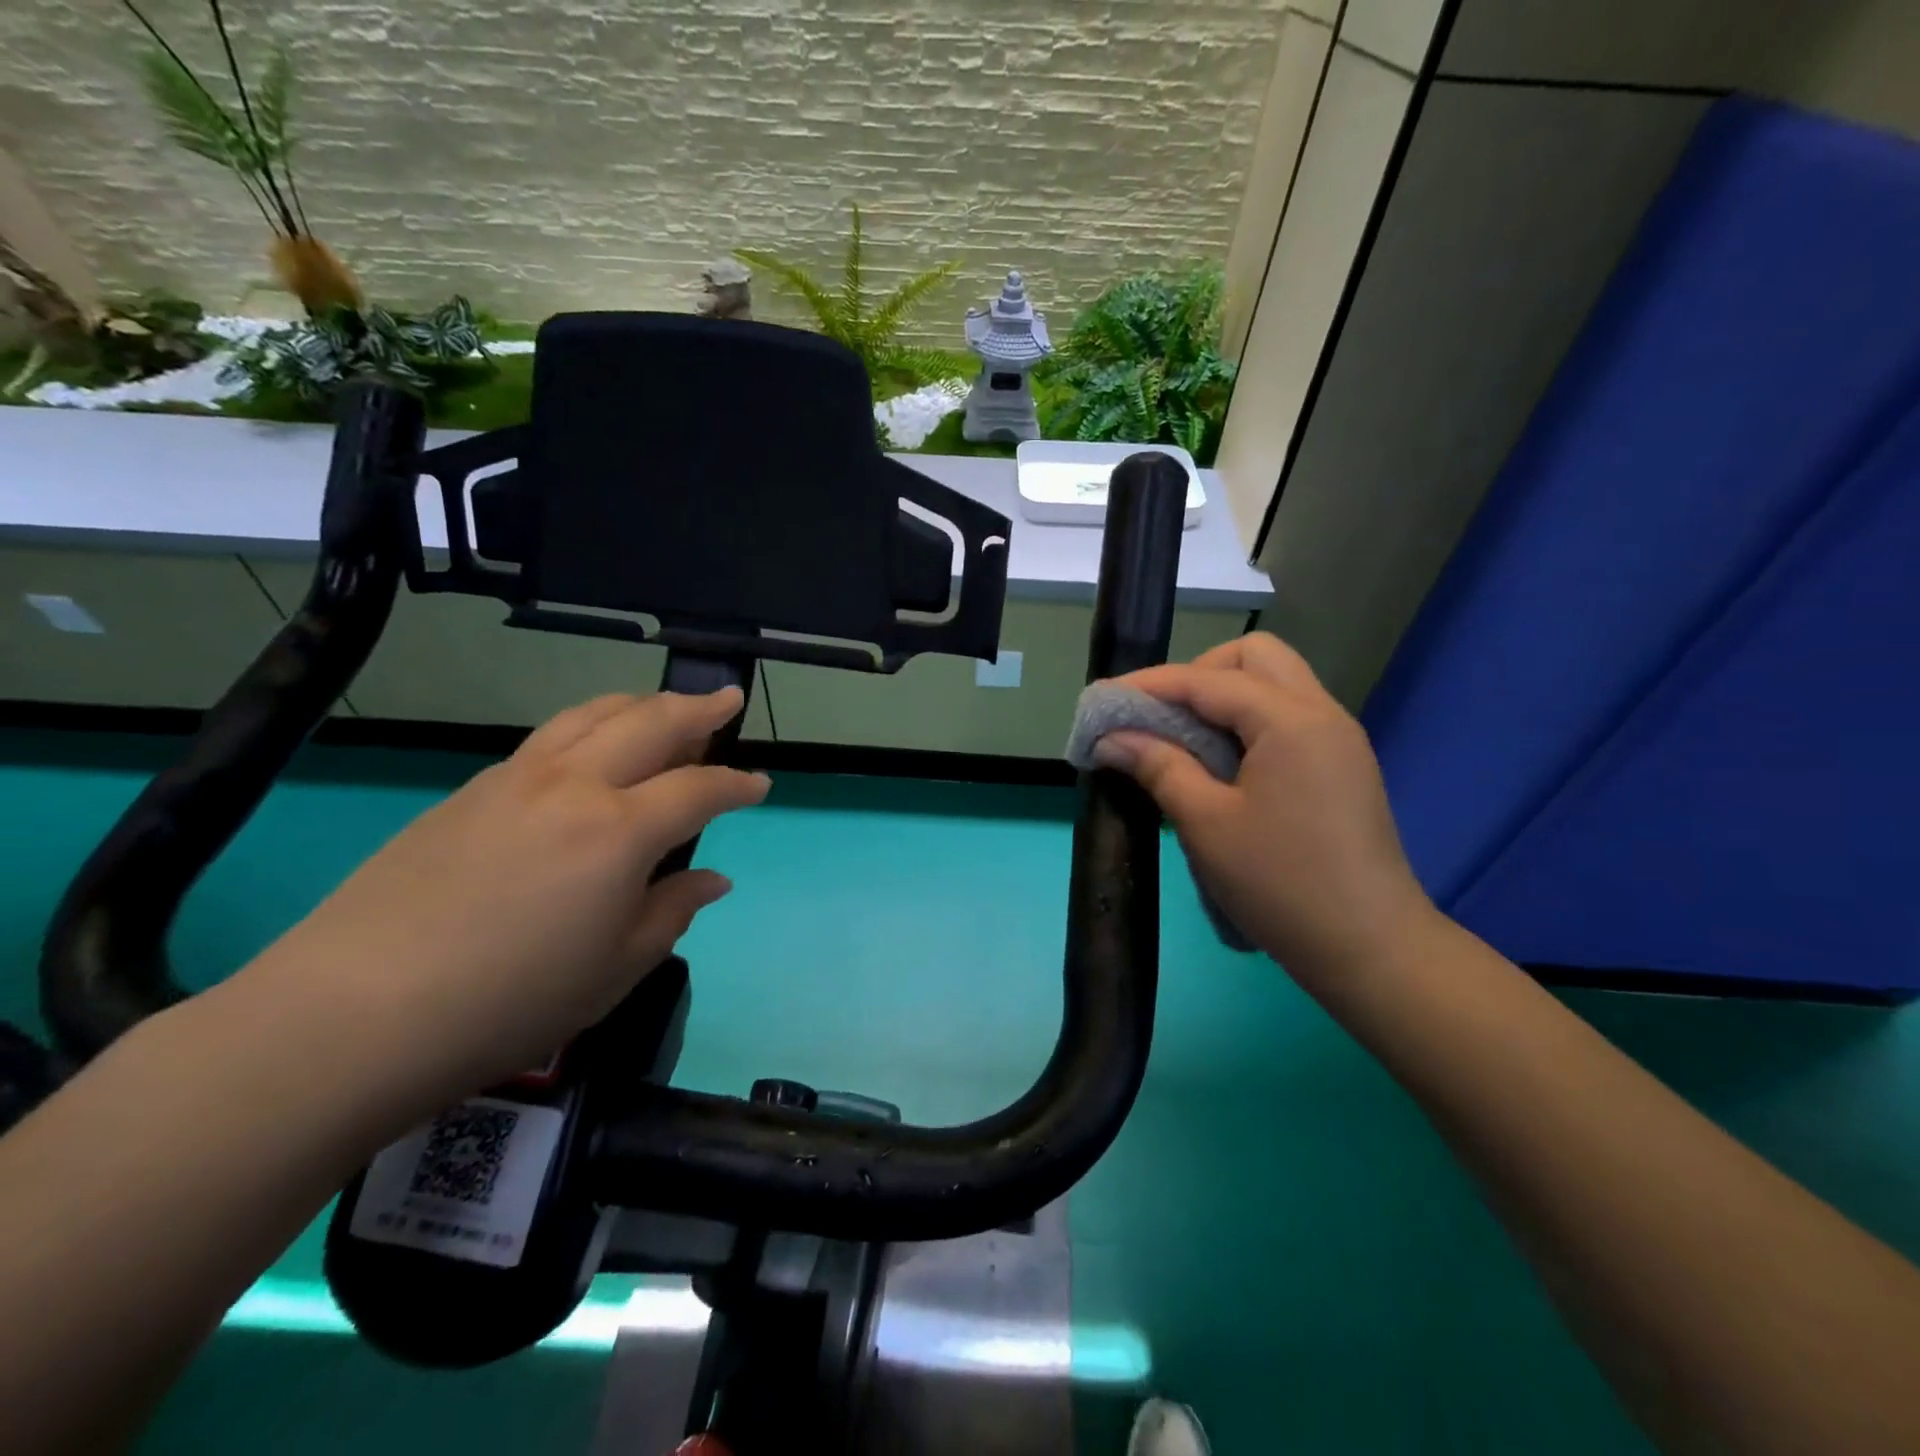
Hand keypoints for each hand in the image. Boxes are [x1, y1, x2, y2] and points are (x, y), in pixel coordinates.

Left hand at [247, 688, 768, 1111]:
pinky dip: (590, 726)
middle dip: (698, 709)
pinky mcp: (470, 790)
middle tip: (727, 699)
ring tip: (665, 708)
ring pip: (593, 715)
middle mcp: (574, 786)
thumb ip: (671, 912)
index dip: (737, 785)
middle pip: (650, 723)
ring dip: (640, 704)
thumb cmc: (509, 1001)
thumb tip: (712, 880)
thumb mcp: (615, 969)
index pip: (698, 789)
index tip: (760, 784)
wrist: (353, 1013)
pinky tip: (592, 749)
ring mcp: (515, 779)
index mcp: (620, 831)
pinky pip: (549, 738)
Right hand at [1094, 634, 1433, 979]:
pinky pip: (1287, 717)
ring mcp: (1338, 740)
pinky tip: (1220, 764)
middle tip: (1161, 717)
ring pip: (1275, 684)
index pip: (1208, 679)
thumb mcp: (1206, 824)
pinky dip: (1246, 723)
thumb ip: (1158, 766)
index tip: (1104, 702)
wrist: (1370, 948)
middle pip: (1255, 658)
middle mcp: (1322, 714)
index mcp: (1292, 720)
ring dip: (1223, 698)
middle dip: (1198, 675)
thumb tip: (1112, 738)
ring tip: (1183, 740)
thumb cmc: (1280, 883)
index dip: (1151, 685)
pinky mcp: (1341, 767)